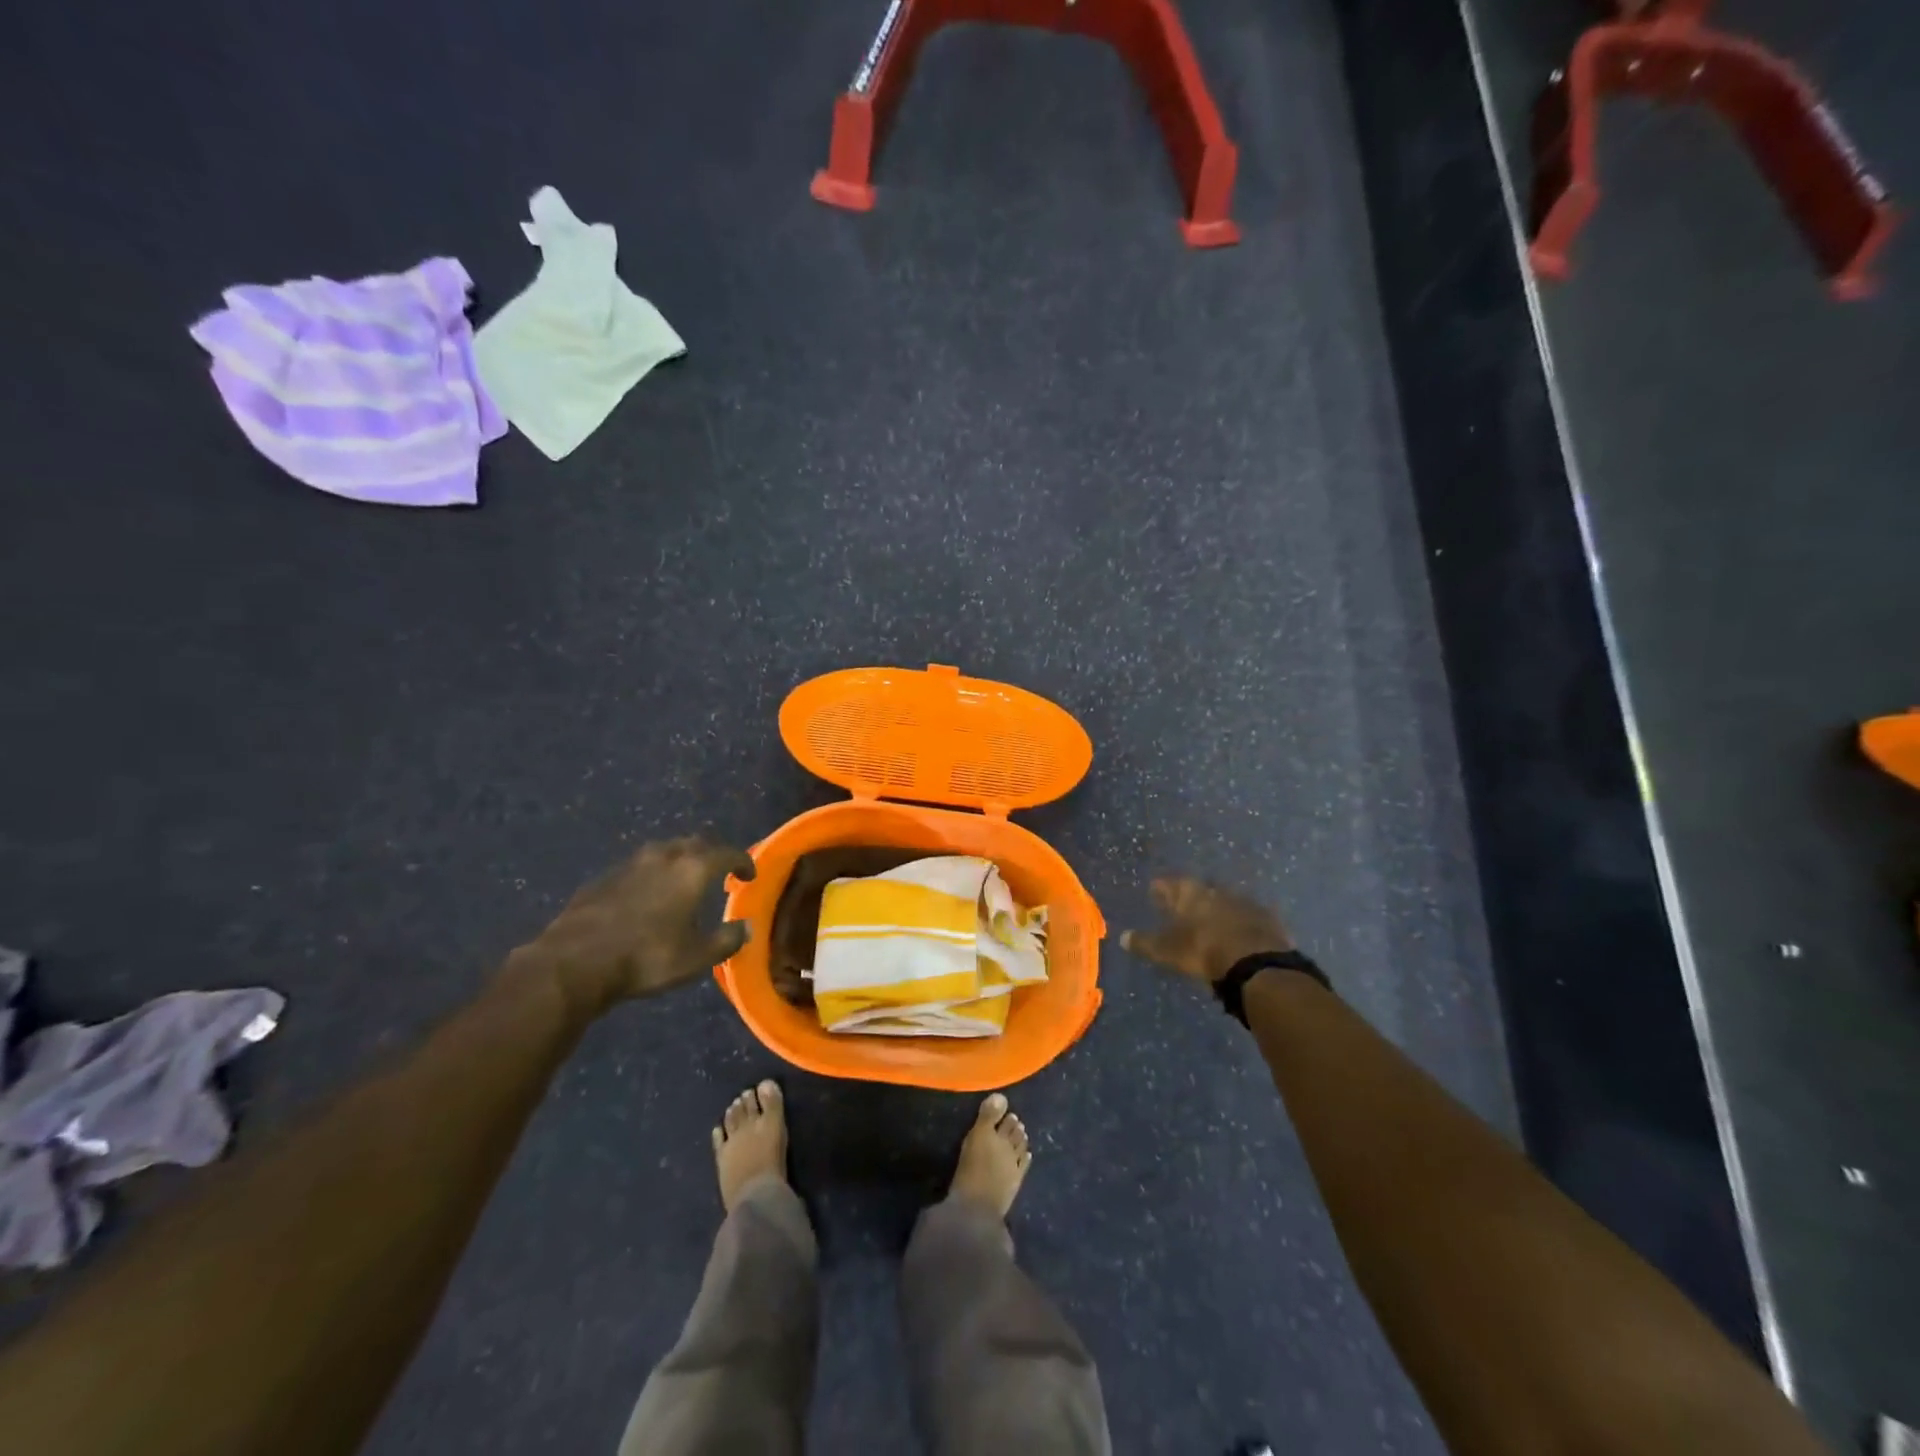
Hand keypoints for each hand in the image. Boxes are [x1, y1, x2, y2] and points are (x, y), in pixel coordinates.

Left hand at [514, 837, 754, 1010]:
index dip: (743, 862)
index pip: (727, 853)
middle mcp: (663, 857)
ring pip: (664, 850)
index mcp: (692, 870)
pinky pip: (638, 867)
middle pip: (695, 843)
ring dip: (680, 859)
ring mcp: (629, 864)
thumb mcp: (696, 958)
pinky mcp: (603, 878)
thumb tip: (746, 927)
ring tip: (683, 879)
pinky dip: (652, 874)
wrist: (573, 963)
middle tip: (719, 871)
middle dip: (711, 854)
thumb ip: (726, 940)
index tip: (749, 875)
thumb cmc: (646, 958)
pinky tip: (646, 895)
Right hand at [1121, 876, 1291, 984]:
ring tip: (1211, 918)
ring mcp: (1244, 901)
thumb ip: (1145, 943)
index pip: (1169, 884)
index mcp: (1189, 893)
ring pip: (1225, 899)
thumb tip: (1122, 937)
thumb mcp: (1167, 950)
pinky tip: (1240, 930)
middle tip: (1183, 903)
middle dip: (1191, 895)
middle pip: (1199, 888)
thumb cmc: (1203, 950)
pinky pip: (1249, 915)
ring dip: (1217, 906)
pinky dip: (1241, 920)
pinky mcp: (1267, 917)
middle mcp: (1215, 890)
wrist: (1256, 962)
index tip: (1154, 889)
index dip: (1161, 887)